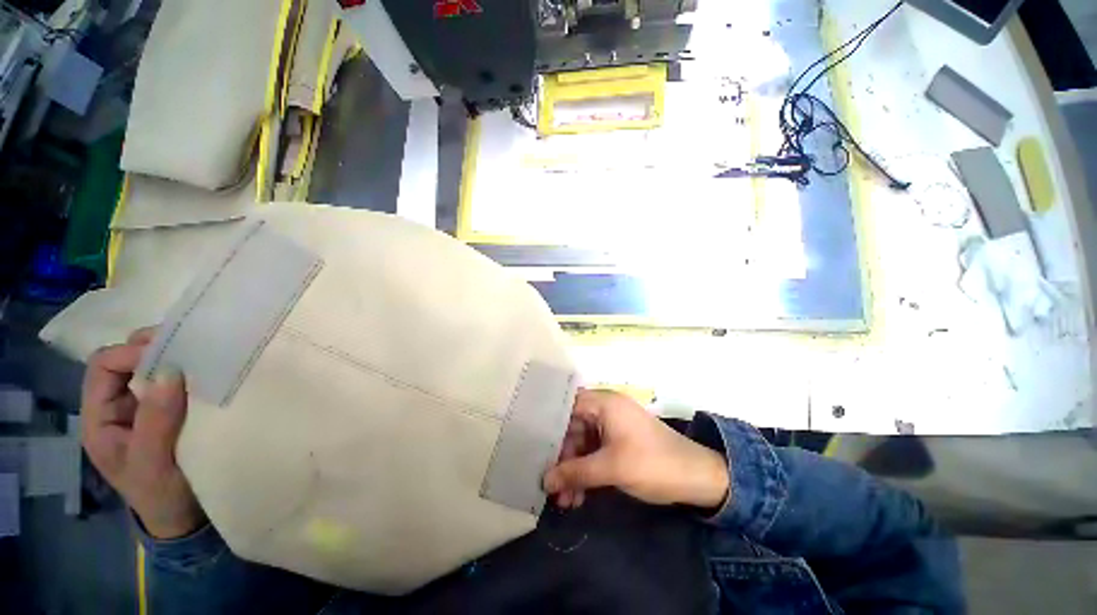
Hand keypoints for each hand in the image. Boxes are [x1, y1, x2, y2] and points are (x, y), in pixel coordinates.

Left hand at [82, 328, 205, 538]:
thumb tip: (169, 371)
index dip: (131, 353)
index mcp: (100, 419)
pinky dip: (189, 373)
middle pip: (125, 362)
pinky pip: (174, 383)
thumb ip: (156, 420)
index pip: (103, 367)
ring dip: (173, 359)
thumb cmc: (161, 495)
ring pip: (150, 369)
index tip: (171, 353)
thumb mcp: (153, 463)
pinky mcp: (169, 412)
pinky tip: (207, 375)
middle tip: (190, 347)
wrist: (184, 517)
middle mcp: (117, 407)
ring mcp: (144, 409)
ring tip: (202, 357)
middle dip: (153, 349)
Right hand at [543, 389, 729, 509]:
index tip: (534, 449)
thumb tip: (545, 481)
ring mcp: (612, 426)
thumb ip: (575, 473)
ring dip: (574, 471)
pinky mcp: (619, 442)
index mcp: (604, 403)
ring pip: (583, 444)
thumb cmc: (651, 463)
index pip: (567, 407)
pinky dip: (587, 472)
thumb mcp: (610, 468)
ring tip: (565, 501)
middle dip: (563, 459)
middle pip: (573, 429)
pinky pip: (595, 453)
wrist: (697, 478)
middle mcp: (606, 410)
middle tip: (551, 487)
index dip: (549, 427)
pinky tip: (579, 496)